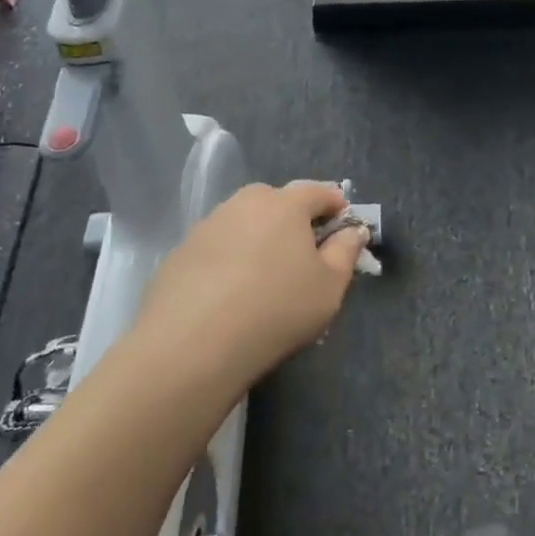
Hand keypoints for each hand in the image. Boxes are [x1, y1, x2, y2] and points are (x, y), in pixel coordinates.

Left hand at [133, 182, 368, 385]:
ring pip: (243, 221)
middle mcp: (244, 203)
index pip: (318, 191)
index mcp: (285, 204)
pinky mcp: (180, 251)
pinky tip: (229, 292)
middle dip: (293, 218)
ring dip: (257, 237)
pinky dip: (228, 259)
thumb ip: (346, 252)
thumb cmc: (277, 309)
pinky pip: (216, 246)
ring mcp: (208, 225)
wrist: (194, 343)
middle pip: (276, 201)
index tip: (343, 225)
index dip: (335, 205)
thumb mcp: (329, 286)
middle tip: (302, 251)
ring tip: (263, 274)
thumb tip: (353, 230)